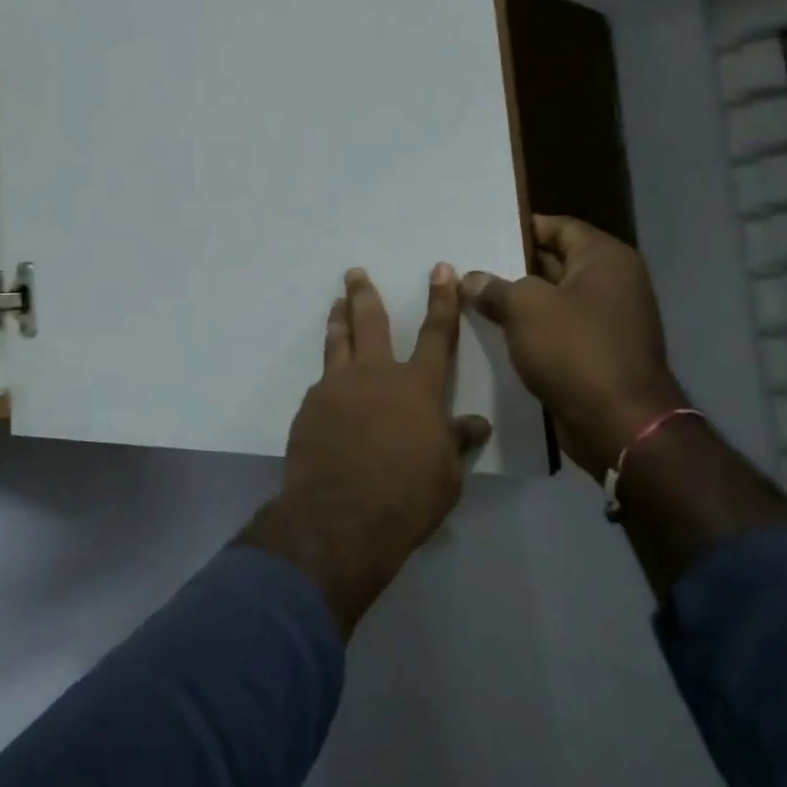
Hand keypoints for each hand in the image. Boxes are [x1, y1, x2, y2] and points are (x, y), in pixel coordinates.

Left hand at [241, 265, 490, 635]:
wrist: (339, 516)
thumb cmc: (406, 497)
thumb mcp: (445, 475)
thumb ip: (456, 442)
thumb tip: (476, 424)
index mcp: (417, 388)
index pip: (436, 335)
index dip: (442, 300)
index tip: (441, 270)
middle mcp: (375, 375)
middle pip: (370, 322)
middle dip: (365, 294)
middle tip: (355, 272)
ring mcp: (336, 387)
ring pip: (337, 342)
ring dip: (338, 320)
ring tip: (335, 304)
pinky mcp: (310, 406)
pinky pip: (323, 383)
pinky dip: (329, 376)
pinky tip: (328, 386)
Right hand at [462, 215, 685, 481]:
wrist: (619, 424)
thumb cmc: (575, 350)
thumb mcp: (524, 307)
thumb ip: (493, 287)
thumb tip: (470, 279)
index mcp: (606, 260)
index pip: (558, 227)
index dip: (520, 228)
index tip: (480, 234)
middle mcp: (613, 284)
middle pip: (554, 262)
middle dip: (511, 266)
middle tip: (467, 265)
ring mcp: (607, 321)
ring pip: (551, 300)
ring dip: (517, 302)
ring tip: (470, 298)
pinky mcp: (597, 354)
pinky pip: (556, 331)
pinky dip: (529, 330)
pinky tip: (492, 332)